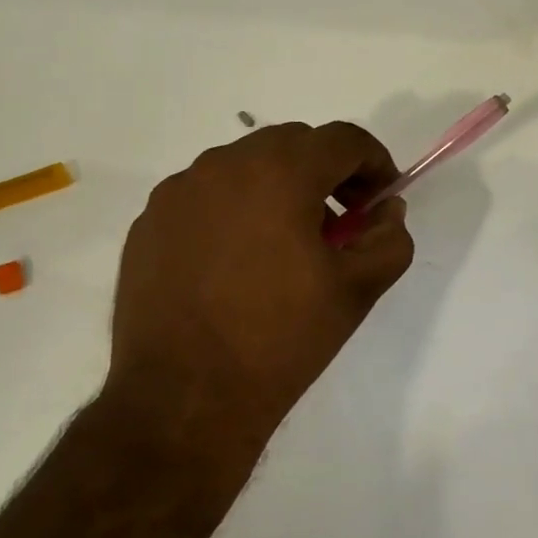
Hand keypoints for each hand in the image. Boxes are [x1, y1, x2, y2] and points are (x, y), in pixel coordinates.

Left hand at [107, 121, 414, 437]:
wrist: (184, 398)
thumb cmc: (281, 340)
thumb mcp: (357, 291)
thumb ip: (389, 238)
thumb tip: (386, 211)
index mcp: (280, 173)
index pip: (342, 139)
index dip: (374, 162)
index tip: (380, 200)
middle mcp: (224, 165)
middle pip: (292, 144)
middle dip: (326, 172)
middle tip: (339, 222)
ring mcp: (178, 191)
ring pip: (245, 166)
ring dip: (277, 188)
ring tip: (285, 244)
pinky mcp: (149, 221)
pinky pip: (205, 195)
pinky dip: (233, 209)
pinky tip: (236, 261)